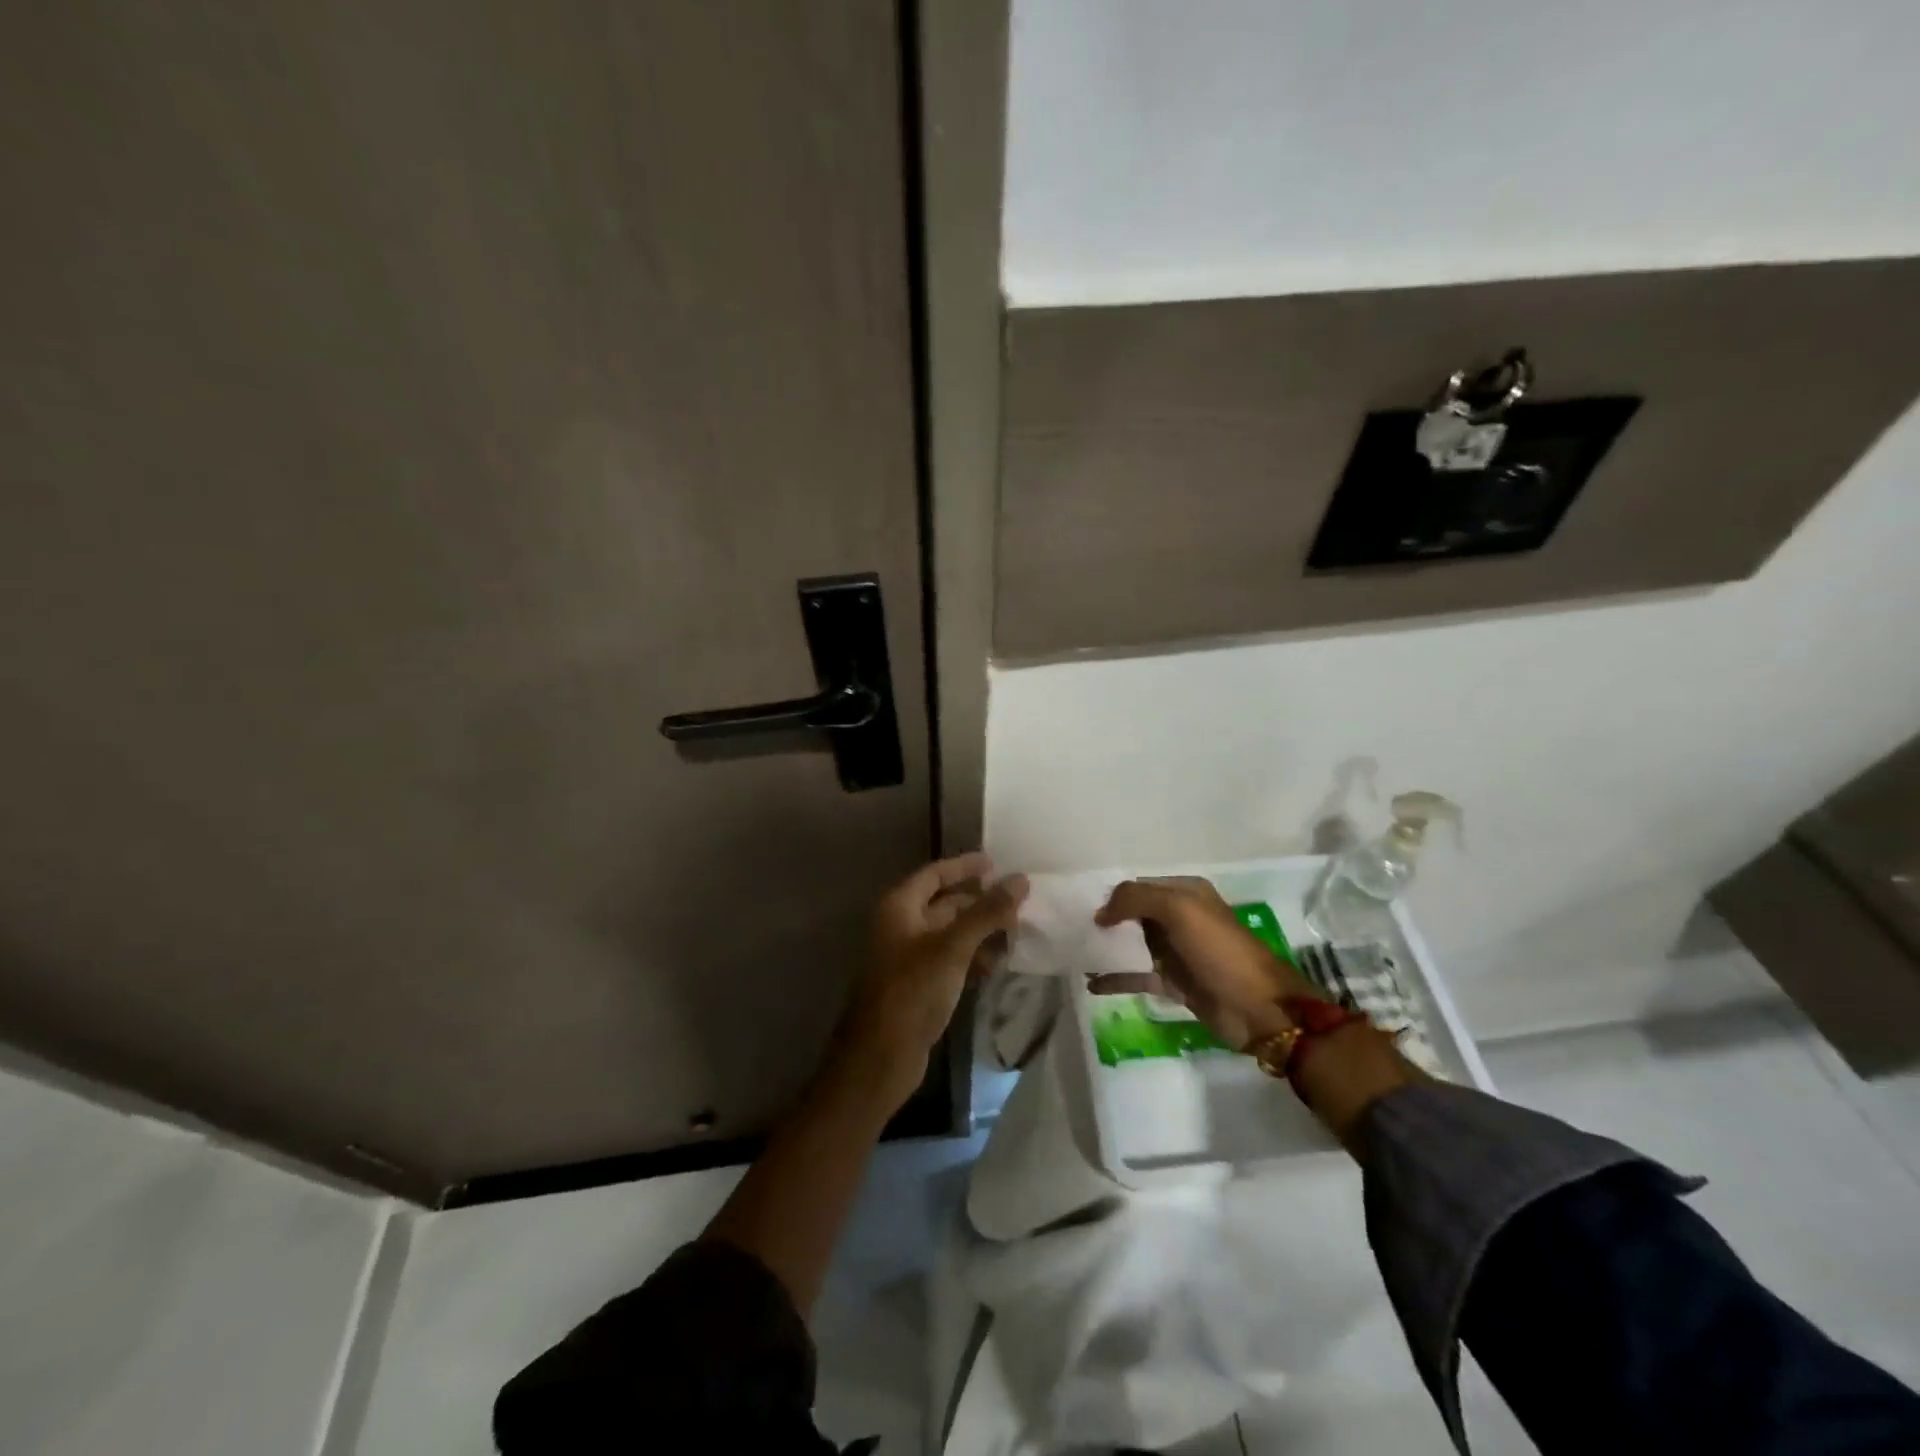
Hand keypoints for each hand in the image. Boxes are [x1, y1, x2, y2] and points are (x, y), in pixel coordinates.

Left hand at [827, 852, 1029, 1112]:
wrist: (880, 1057)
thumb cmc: (912, 992)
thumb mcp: (953, 948)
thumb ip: (986, 912)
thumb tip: (1020, 880)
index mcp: (899, 907)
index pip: (935, 873)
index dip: (965, 866)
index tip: (997, 864)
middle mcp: (900, 925)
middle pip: (944, 903)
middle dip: (980, 903)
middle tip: (1018, 905)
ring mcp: (907, 957)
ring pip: (950, 933)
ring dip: (980, 932)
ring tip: (1016, 937)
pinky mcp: (917, 985)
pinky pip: (949, 959)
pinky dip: (972, 958)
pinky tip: (996, 967)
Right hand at [1093, 876, 1315, 1048]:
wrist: (1257, 1008)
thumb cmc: (1219, 950)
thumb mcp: (1179, 910)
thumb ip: (1136, 899)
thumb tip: (1101, 912)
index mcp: (1186, 893)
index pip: (1140, 886)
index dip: (1113, 895)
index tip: (1082, 906)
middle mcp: (1181, 918)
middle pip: (1134, 915)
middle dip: (1106, 921)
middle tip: (1071, 929)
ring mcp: (1177, 952)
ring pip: (1133, 945)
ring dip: (1107, 949)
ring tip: (1074, 954)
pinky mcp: (1174, 983)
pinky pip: (1137, 976)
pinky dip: (1115, 978)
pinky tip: (1090, 982)